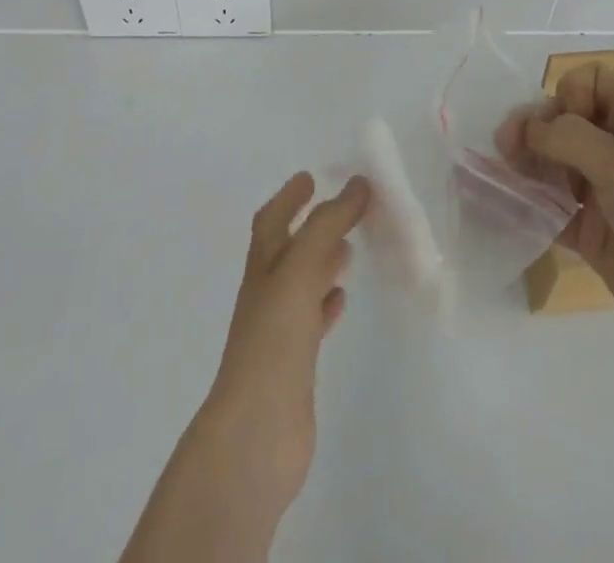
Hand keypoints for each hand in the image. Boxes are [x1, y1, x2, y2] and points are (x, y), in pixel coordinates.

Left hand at [191, 173, 369, 524]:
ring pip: (303, 284)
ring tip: (350, 249)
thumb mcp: (300, 269)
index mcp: (263, 268)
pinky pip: (312, 321)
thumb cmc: (273, 341)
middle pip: (289, 250)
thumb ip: (328, 224)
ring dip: (323, 263)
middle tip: (345, 209)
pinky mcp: (295, 365)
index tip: (310, 177)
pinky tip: (342, 300)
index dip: (289, 197)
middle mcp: (267, 295)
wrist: (255, 435)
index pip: (272, 220)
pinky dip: (326, 303)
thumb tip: (358, 184)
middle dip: (312, 226)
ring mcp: (279, 332)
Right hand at [524, 65, 613, 378]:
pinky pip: (556, 209)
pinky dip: (532, 206)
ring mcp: (609, 193)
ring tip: (500, 177)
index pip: (590, 83)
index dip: (567, 97)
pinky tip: (505, 207)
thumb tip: (528, 127)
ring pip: (557, 165)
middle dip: (535, 131)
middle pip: (566, 123)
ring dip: (528, 167)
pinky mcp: (597, 234)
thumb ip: (569, 138)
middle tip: (505, 149)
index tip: (560, 126)